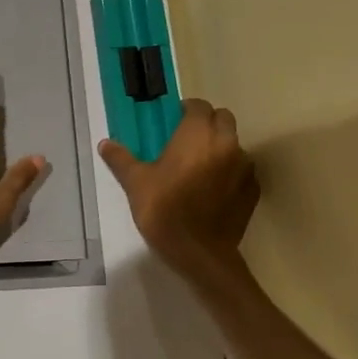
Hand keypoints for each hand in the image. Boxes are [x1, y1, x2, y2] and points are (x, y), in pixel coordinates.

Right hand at [98, 98, 258, 284]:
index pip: (199, 106)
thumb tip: (105, 144)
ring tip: (201, 166)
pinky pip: (243, 170)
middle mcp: (226, 143)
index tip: (174, 120)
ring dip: (221, 147)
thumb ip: (121, 159)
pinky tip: (215, 188)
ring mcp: (244, 167)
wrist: (198, 253)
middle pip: (223, 119)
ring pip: (235, 144)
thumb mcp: (136, 183)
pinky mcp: (252, 190)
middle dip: (208, 123)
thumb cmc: (164, 210)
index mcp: (197, 135)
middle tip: (188, 140)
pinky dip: (231, 172)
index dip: (187, 109)